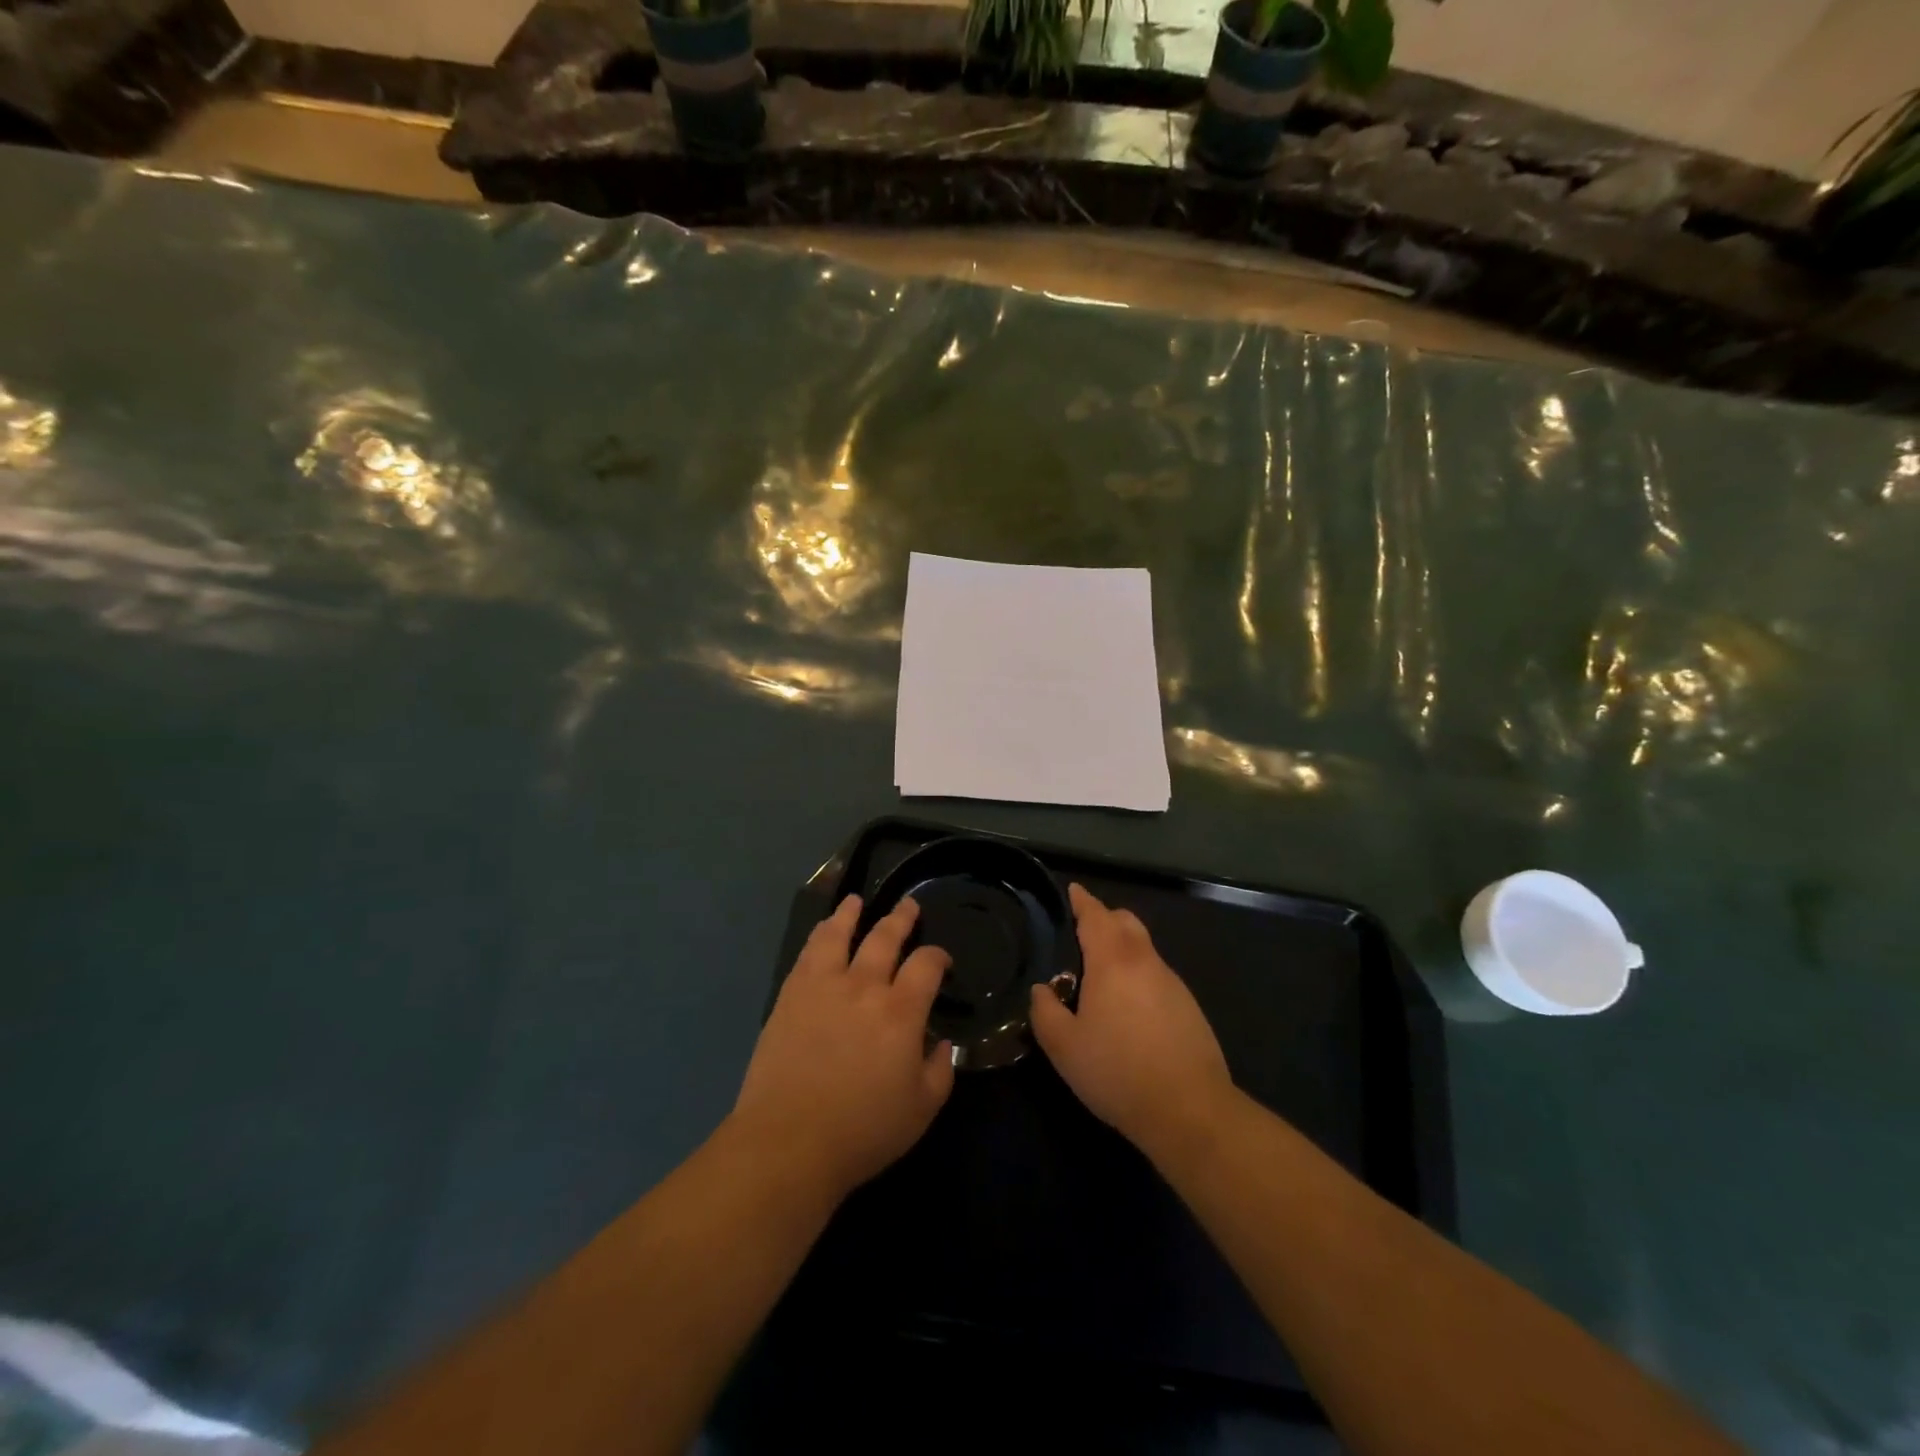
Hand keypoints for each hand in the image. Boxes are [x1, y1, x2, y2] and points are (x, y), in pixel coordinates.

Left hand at [730, 894, 954, 1199]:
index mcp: (901, 1012)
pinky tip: (823, 931)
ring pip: (840, 935)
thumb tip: (942, 1043)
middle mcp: (864, 986)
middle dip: (901, 919)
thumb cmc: (862, 1130)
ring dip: (851, 914)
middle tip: (908, 906)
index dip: (938, 956)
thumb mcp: (921, 1110)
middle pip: (885, 938)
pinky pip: (808, 953)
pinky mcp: (791, 995)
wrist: (788, 1142)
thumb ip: (940, 1070)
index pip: (926, 965)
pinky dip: (819, 935)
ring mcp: (823, 986)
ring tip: (856, 901)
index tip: (941, 960)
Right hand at [1030, 884, 1234, 1159]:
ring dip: (1123, 949)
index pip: (1096, 916)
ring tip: (1101, 976)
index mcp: (1113, 961)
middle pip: (1126, 922)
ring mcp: (1173, 983)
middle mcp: (1145, 962)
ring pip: (1144, 949)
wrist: (1189, 1110)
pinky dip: (1139, 976)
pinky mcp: (1189, 1007)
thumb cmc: (1117, 1071)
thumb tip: (1042, 991)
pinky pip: (1158, 976)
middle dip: (1105, 918)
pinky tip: (1129, 1009)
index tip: (1073, 890)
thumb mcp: (1064, 1046)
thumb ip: (1045, 1011)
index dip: (1082, 901)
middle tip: (1083, 932)